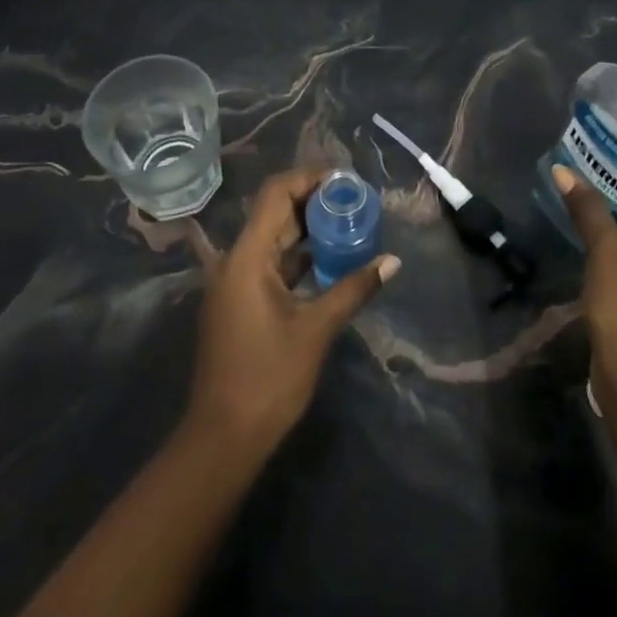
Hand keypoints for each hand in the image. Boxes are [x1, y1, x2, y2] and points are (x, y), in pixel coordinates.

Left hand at [186, 167, 399, 455]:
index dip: (309, 178)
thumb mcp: (316, 330)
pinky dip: (298, 256)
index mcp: (247, 256)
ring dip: (308, 229)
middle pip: (274, 212)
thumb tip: (392, 261)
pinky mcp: (239, 301)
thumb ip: (353, 288)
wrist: (223, 437)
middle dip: (314, 202)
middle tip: (355, 200)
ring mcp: (234, 281)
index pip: (276, 194)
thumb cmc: (268, 378)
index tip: (345, 180)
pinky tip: (329, 259)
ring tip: (348, 223)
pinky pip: (270, 263)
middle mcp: (235, 259)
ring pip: (273, 238)